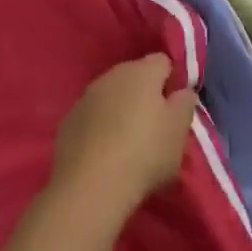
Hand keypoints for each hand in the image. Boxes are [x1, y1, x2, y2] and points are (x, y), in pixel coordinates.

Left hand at [50, 54, 197, 218]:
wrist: (90, 188)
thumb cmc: (145, 153)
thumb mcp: (179, 129)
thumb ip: (184, 103)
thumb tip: (180, 92)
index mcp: (142, 71)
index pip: (164, 62)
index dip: (172, 83)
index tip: (175, 109)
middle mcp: (111, 76)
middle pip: (135, 78)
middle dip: (145, 96)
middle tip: (155, 128)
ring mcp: (85, 99)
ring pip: (111, 98)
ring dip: (120, 112)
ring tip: (128, 144)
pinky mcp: (67, 124)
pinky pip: (92, 119)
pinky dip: (100, 129)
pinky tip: (105, 155)